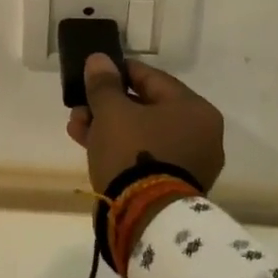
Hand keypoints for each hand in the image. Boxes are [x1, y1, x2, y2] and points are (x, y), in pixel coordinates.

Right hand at [66, 54, 225, 194]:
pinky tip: (89, 145)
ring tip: (76, 128)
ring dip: (108, 127)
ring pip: (142, 133)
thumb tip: (99, 60)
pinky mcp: (175, 185)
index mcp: (195, 109)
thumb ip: (104, 83)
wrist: (145, 217)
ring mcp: (191, 162)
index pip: (151, 77)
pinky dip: (120, 148)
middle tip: (79, 106)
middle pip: (145, 107)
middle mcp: (201, 134)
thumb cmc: (133, 151)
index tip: (92, 74)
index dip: (117, 72)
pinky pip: (145, 155)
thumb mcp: (111, 111)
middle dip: (107, 105)